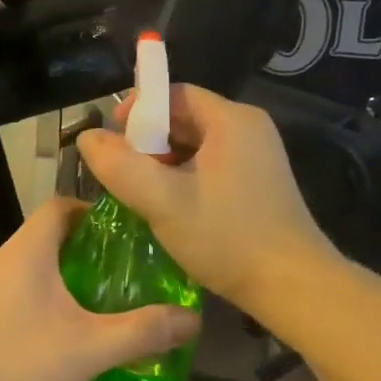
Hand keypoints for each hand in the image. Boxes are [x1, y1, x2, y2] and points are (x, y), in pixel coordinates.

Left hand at [0, 199, 200, 380]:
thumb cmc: (13, 362)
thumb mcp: (87, 349)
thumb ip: (141, 332)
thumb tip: (193, 319)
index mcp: (28, 251)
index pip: (61, 205)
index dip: (96, 209)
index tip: (130, 230)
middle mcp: (4, 260)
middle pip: (51, 236)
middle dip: (90, 249)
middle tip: (130, 271)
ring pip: (35, 268)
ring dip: (69, 278)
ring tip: (106, 302)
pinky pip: (20, 294)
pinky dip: (48, 302)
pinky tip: (66, 335)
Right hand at [77, 84, 333, 309]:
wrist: (293, 286)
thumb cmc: (227, 238)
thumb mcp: (163, 202)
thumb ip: (120, 166)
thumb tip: (87, 137)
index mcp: (232, 120)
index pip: (174, 94)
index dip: (138, 112)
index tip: (112, 142)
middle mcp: (249, 129)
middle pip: (185, 118)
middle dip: (148, 141)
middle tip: (121, 171)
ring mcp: (258, 156)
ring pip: (197, 145)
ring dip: (164, 162)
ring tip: (140, 191)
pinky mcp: (260, 182)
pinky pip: (213, 165)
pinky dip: (186, 177)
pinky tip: (170, 206)